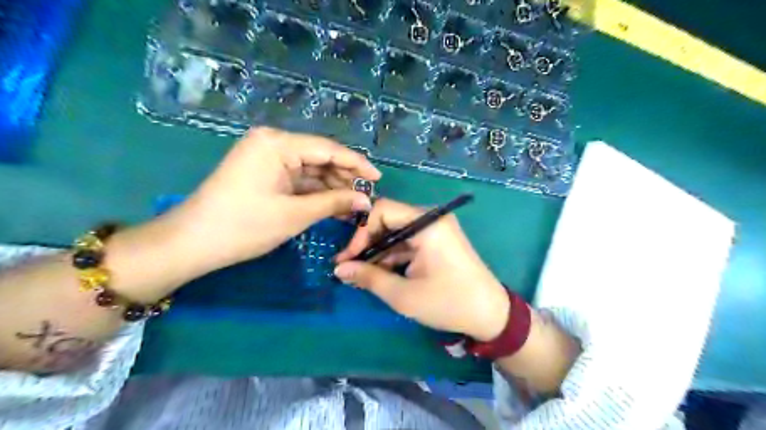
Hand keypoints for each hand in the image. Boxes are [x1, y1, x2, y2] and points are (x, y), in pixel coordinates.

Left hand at [164, 128, 379, 275]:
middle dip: (344, 178)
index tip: (378, 179)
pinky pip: (298, 179)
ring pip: (311, 170)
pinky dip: (316, 192)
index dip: (357, 164)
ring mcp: (267, 157)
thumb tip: (367, 201)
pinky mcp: (265, 173)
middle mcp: (273, 143)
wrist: (193, 243)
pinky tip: (335, 205)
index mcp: (277, 143)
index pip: (328, 149)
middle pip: (320, 157)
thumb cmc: (244, 226)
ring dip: (332, 187)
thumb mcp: (295, 214)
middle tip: (367, 197)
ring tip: (355, 206)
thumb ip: (335, 202)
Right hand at [336, 198, 507, 342]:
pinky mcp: (438, 241)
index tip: (347, 258)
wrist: (491, 315)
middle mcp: (432, 218)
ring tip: (360, 276)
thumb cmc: (448, 303)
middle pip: (388, 220)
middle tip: (349, 268)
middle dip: (367, 244)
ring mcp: (436, 229)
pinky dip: (393, 256)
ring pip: (396, 233)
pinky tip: (380, 274)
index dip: (360, 232)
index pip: (383, 210)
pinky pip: (408, 242)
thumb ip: (369, 278)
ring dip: (378, 252)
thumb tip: (339, 270)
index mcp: (427, 223)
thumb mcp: (403, 295)